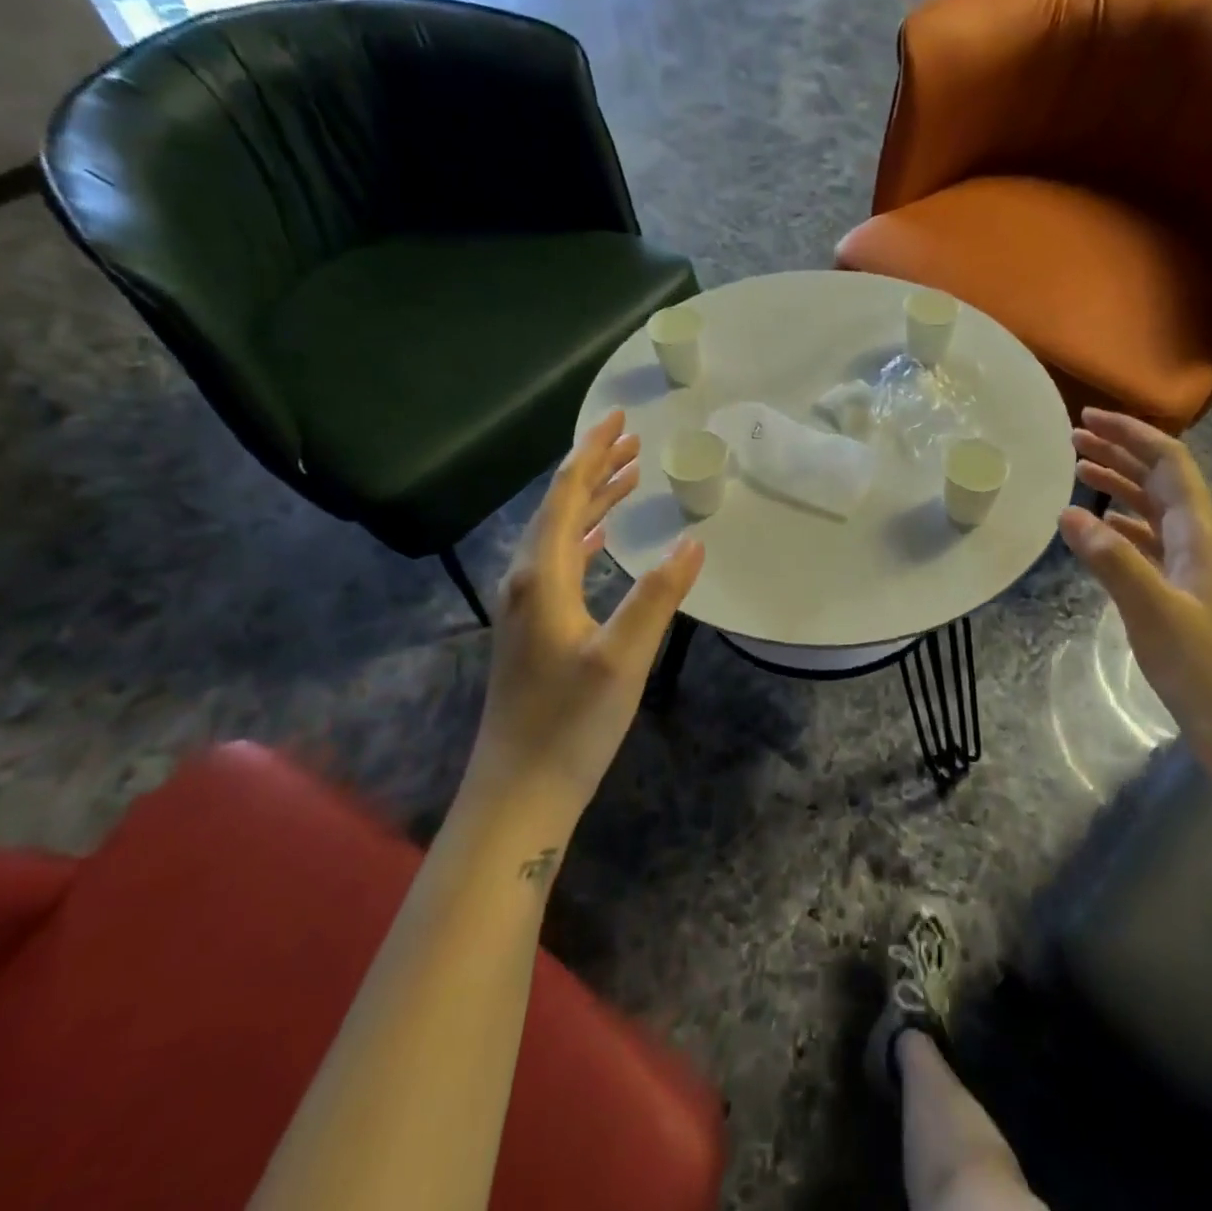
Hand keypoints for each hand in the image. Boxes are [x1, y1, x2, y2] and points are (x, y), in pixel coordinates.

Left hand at [468, 410, 702, 824]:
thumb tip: (693, 541)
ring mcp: (528, 607)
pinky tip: (602, 541)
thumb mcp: (622, 658)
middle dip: (596, 470)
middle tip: (633, 441)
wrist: (519, 792)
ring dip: (593, 502)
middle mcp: (527, 581)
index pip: (566, 496)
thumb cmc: (569, 724)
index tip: (619, 419)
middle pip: (560, 507)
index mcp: (541, 576)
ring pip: (560, 535)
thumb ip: (658, 595)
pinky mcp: (536, 629)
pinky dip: (586, 537)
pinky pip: (562, 562)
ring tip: (628, 478)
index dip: (592, 454)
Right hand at [1058, 409, 1211, 777]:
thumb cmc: (1205, 667)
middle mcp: (1201, 540)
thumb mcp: (1153, 610)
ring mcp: (1195, 567)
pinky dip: (1123, 525)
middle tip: (1072, 438)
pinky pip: (1151, 542)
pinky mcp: (1185, 592)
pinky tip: (1100, 529)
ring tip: (1078, 470)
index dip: (1131, 434)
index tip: (1088, 418)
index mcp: (1201, 533)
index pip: (1169, 463)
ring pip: (1154, 510)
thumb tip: (1068, 512)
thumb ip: (1111, 559)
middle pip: (1160, 480)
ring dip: (1119, 486)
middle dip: (1119, 452)